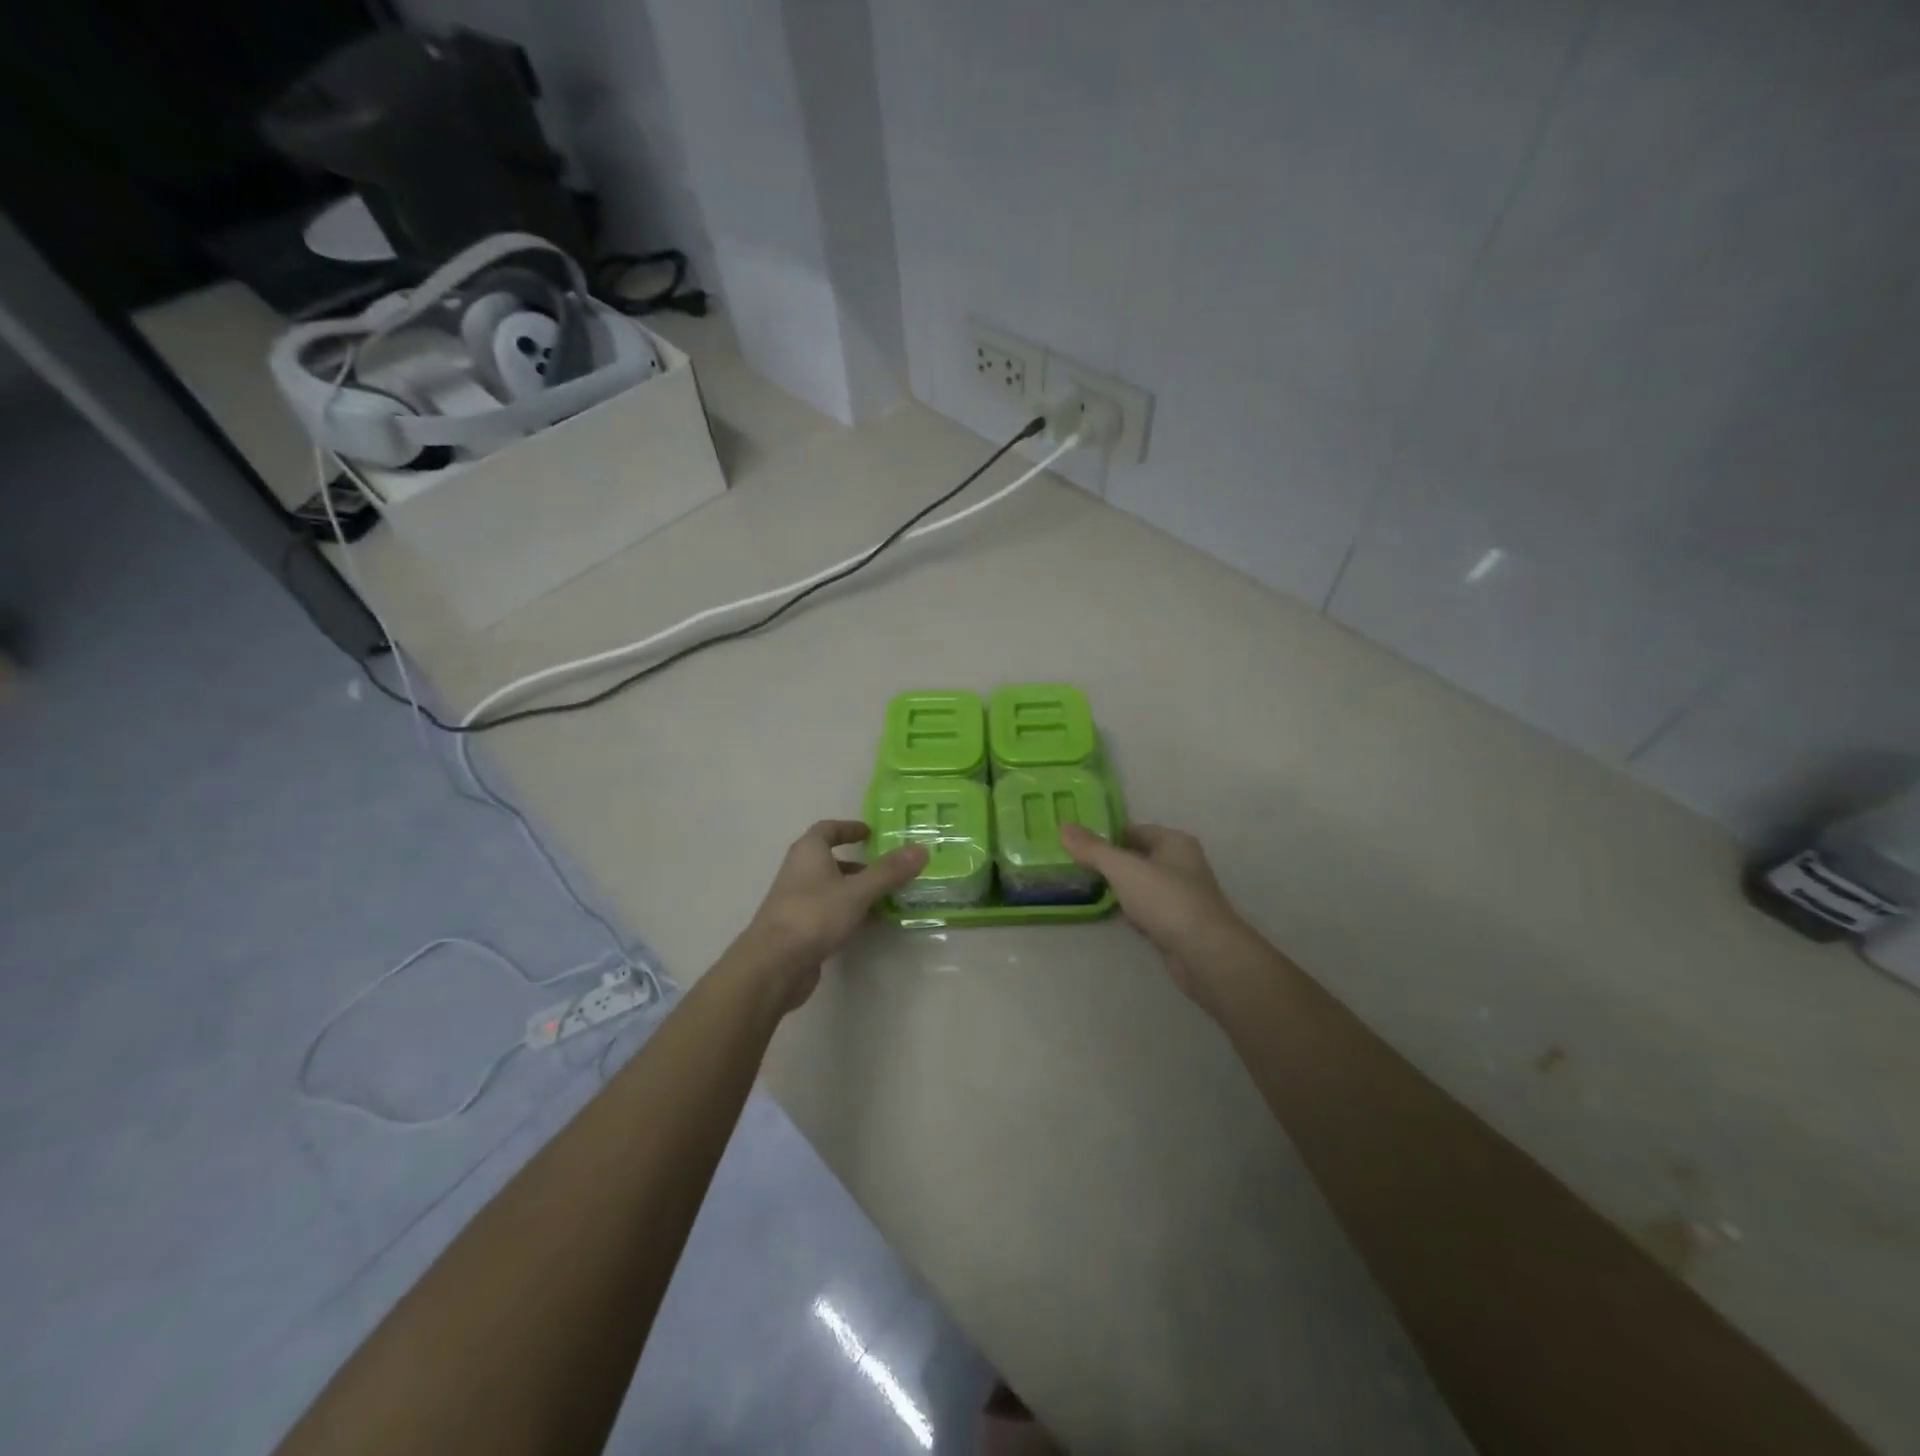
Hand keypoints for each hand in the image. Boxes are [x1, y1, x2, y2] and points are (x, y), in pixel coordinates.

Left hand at [734, 820, 926, 1012]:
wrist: (773, 965)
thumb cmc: (814, 915)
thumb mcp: (857, 891)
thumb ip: (889, 871)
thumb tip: (921, 849)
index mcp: (808, 852)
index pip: (828, 829)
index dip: (849, 828)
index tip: (871, 833)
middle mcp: (800, 871)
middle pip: (832, 860)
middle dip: (861, 864)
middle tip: (890, 869)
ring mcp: (798, 902)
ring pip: (833, 889)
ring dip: (858, 890)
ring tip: (890, 897)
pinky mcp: (800, 929)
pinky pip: (830, 913)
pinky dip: (851, 913)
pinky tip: (871, 924)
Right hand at [1060, 822, 1255, 1007]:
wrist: (1204, 954)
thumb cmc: (1166, 900)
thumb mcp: (1123, 869)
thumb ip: (1093, 849)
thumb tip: (1063, 826)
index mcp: (1174, 842)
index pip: (1133, 830)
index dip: (1105, 835)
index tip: (1075, 842)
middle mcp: (1181, 865)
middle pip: (1137, 857)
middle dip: (1108, 862)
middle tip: (1073, 864)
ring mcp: (1180, 896)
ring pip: (1140, 885)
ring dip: (1117, 887)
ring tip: (1083, 887)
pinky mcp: (1176, 924)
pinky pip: (1145, 910)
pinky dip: (1128, 910)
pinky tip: (1109, 914)